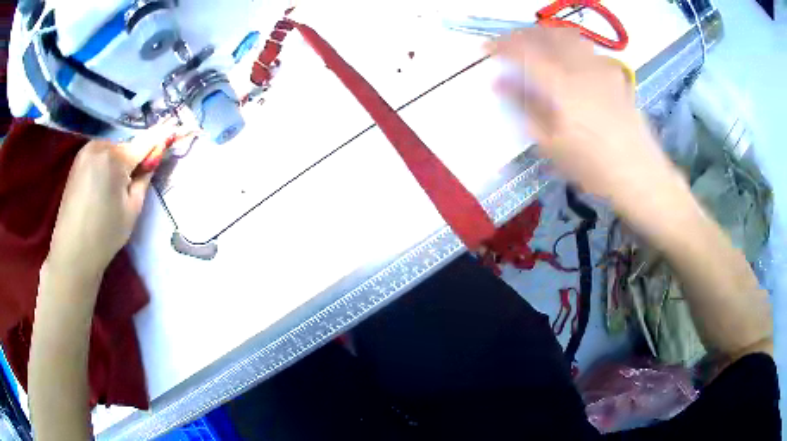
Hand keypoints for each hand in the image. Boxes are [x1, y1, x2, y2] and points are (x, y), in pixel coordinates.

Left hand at [47, 140, 152, 278]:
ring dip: (118, 163)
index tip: (173, 131)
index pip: (145, 142)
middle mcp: (99, 146)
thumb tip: (153, 159)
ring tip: (113, 190)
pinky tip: (101, 188)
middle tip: (132, 184)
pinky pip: (99, 155)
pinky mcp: (76, 161)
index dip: (160, 139)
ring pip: (112, 150)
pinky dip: (105, 165)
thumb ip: (144, 179)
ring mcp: (85, 151)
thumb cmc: (104, 235)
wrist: (72, 253)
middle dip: (133, 159)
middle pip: (126, 147)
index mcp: (115, 158)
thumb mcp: (132, 210)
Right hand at [486, 28, 681, 206]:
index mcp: (561, 85)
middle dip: (522, 34)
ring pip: (569, 36)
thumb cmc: (593, 167)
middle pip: (546, 35)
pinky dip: (571, 45)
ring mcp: (601, 69)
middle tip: (509, 45)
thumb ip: (524, 108)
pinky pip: (588, 49)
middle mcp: (581, 68)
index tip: (487, 49)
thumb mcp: (551, 145)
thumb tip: (499, 83)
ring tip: (536, 45)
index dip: (501, 45)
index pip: (524, 51)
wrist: (640, 176)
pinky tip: (569, 59)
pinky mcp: (614, 76)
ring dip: (546, 35)